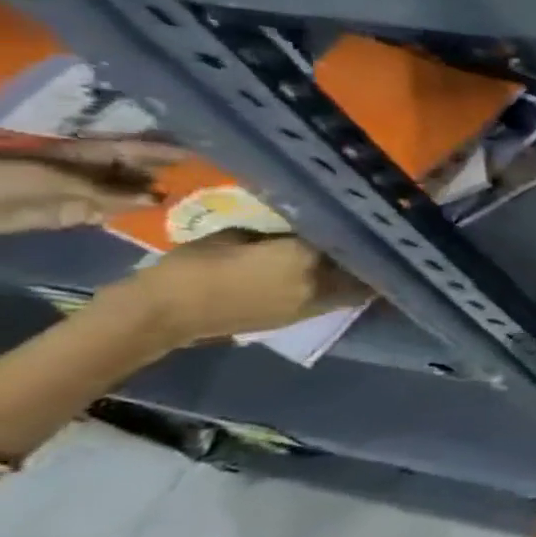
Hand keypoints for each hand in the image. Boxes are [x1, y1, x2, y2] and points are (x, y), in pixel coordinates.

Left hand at [0, 138, 187, 233]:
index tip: (201, 156)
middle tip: (210, 184)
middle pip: (138, 171)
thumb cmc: (7, 179)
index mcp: (87, 155)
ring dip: (158, 198)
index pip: (135, 149)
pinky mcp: (79, 214)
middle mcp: (94, 171)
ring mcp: (87, 193)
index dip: (165, 151)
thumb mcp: (56, 179)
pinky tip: (165, 220)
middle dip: (169, 175)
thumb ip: (107, 190)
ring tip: (197, 205)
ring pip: (131, 194)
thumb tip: (156, 198)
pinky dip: (139, 217)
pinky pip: (116, 214)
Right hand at [108, 232, 368, 346]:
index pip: (343, 237)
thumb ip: (277, 232)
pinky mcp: (305, 318)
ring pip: (356, 285)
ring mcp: (315, 303)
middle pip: (359, 263)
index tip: (360, 218)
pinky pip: (339, 299)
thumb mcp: (236, 235)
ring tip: (363, 258)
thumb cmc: (194, 266)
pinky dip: (347, 288)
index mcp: (303, 256)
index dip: (352, 227)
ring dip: (362, 273)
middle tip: (368, 239)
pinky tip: (344, 276)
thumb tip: (302, 228)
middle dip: (366, 251)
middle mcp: (320, 280)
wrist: (166, 313)